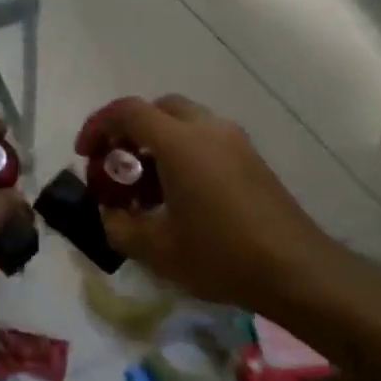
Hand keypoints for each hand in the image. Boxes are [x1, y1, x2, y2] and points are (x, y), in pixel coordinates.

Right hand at [76, 94, 334, 309]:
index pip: (127, 111)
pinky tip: (179, 197)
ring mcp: (235, 142)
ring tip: (145, 190)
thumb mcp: (156, 249)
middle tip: (116, 169)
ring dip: (156, 145)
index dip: (98, 126)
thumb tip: (110, 213)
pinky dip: (182, 153)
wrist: (296, 270)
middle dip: (128, 132)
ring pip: (183, 123)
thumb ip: (119, 226)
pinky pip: (206, 140)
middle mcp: (208, 129)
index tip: (84, 155)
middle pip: (157, 110)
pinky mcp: (251, 159)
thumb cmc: (220, 256)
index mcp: (180, 143)